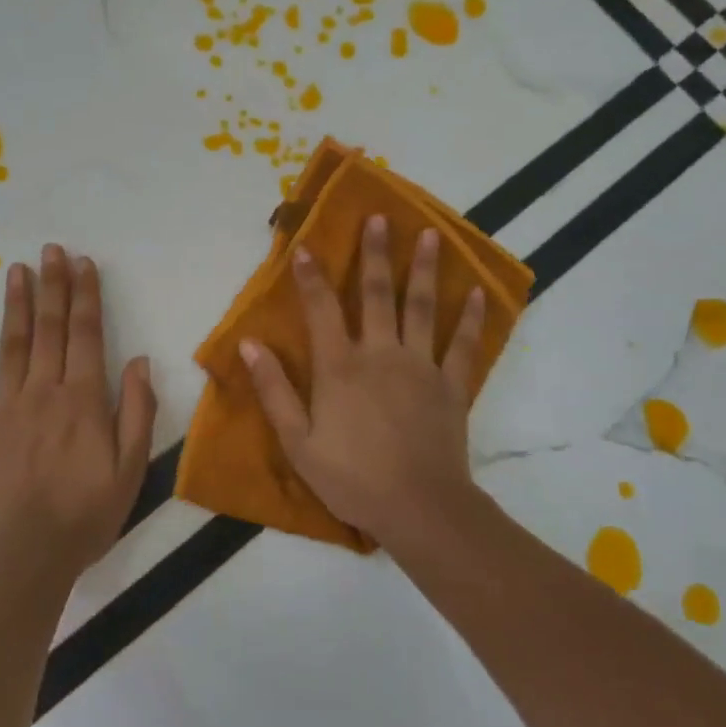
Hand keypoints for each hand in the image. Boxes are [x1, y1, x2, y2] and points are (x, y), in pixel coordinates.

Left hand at [0, 244, 156, 577]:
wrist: (25, 555)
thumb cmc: (86, 513)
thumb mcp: (132, 467)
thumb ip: (138, 411)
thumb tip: (139, 361)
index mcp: (83, 398)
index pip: (87, 333)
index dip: (86, 295)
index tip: (83, 263)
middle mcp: (44, 390)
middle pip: (49, 328)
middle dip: (52, 285)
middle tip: (50, 250)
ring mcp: (6, 407)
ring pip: (12, 345)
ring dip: (16, 305)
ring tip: (16, 270)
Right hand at [239, 215, 484, 544]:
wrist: (419, 509)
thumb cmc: (351, 478)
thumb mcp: (297, 442)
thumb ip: (273, 390)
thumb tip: (248, 344)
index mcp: (340, 367)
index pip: (321, 309)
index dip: (310, 276)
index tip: (304, 246)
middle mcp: (381, 354)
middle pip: (377, 294)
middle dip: (376, 253)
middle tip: (380, 217)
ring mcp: (421, 366)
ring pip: (422, 307)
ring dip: (424, 269)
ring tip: (430, 234)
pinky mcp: (452, 386)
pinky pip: (462, 345)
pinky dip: (471, 318)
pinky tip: (478, 292)